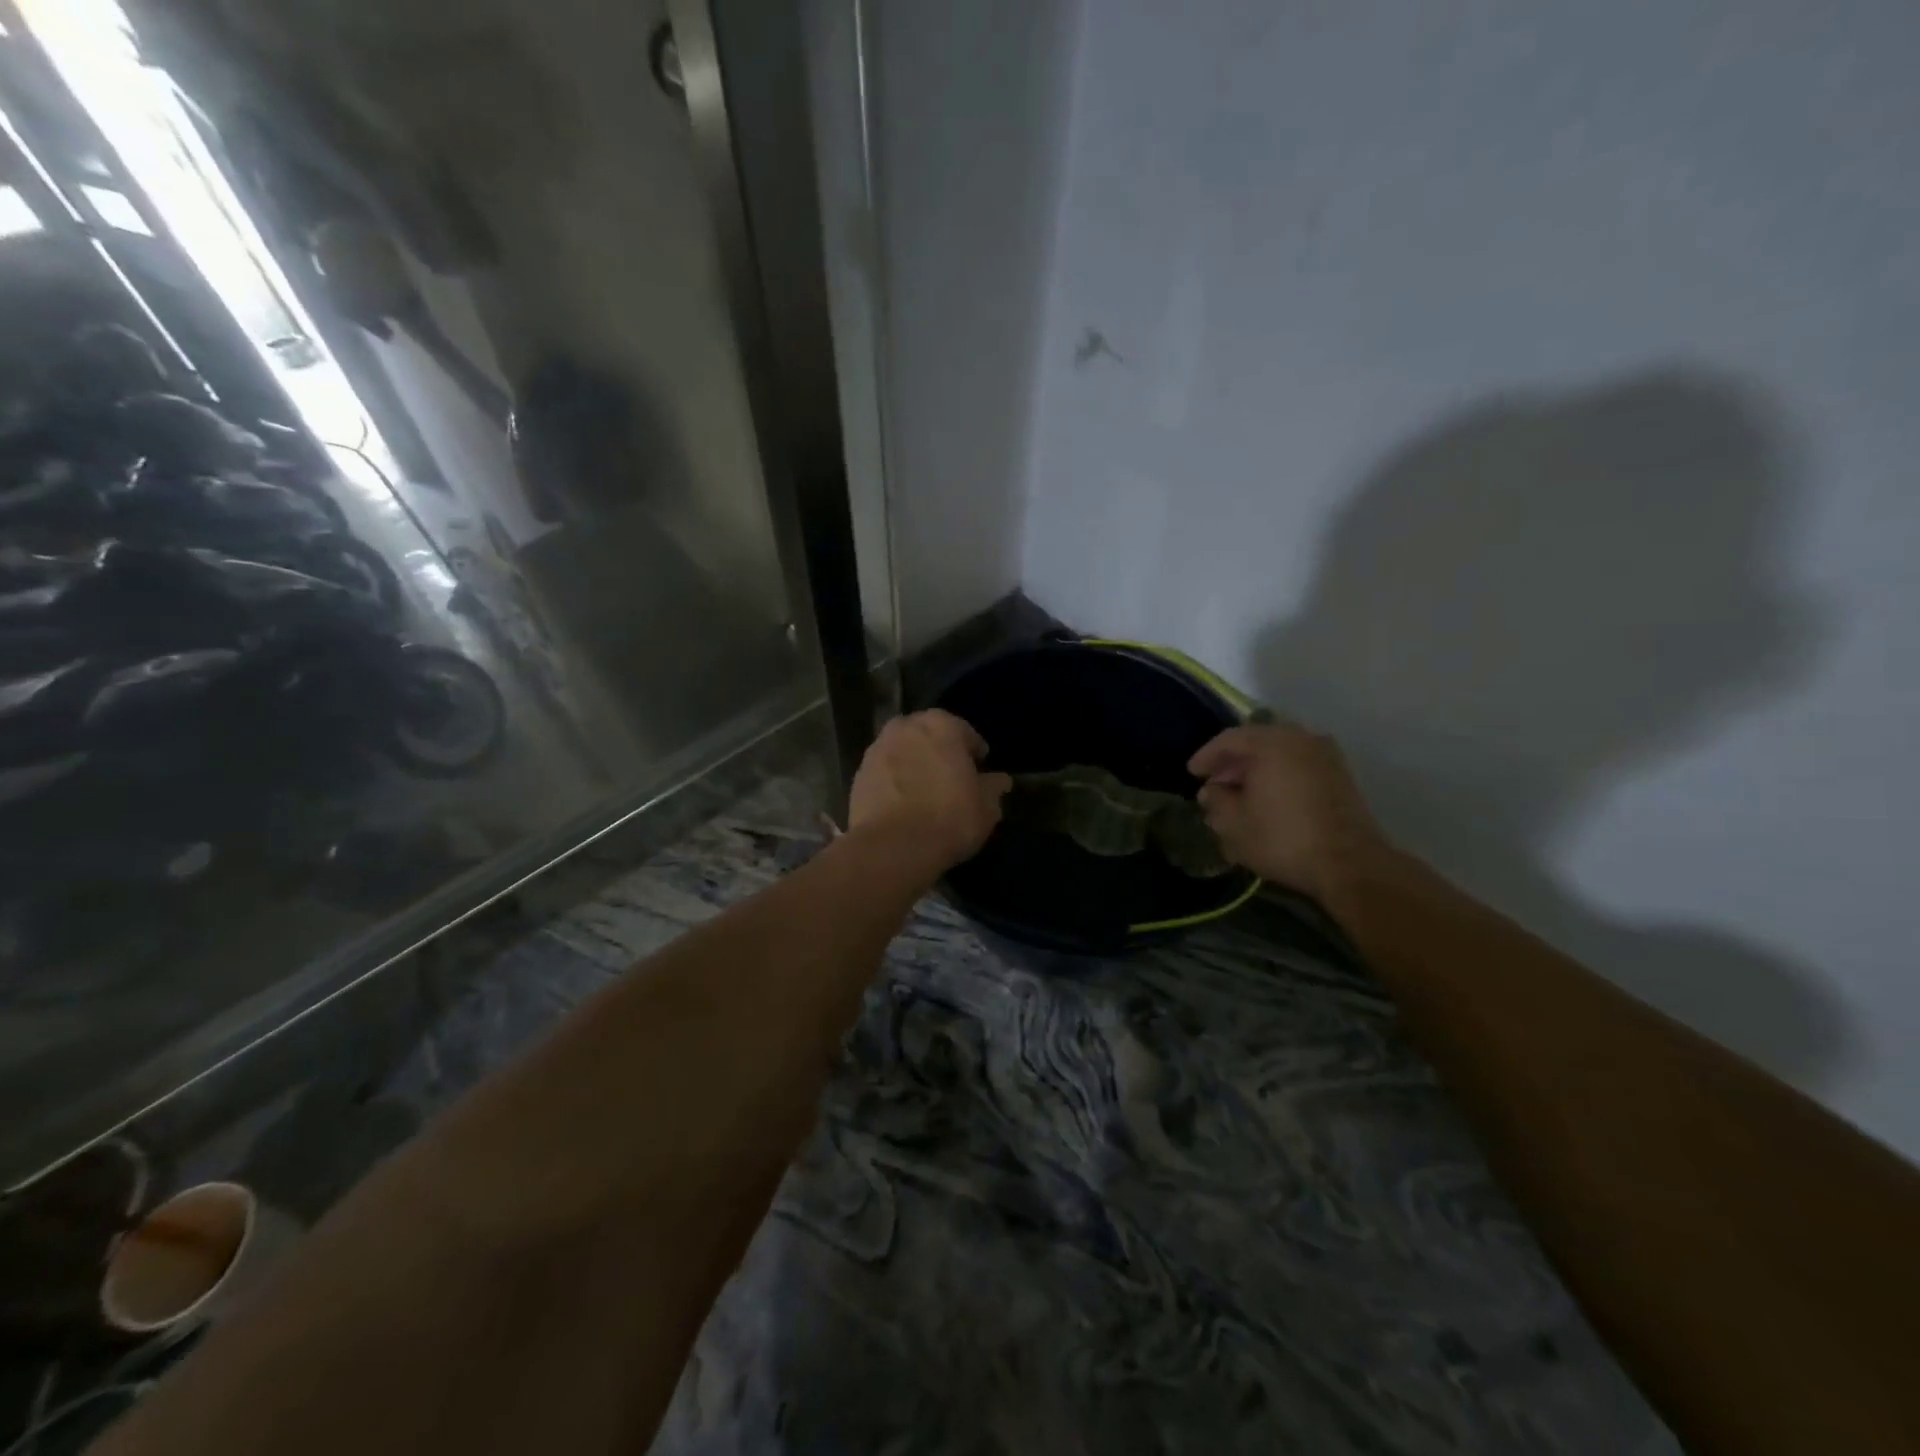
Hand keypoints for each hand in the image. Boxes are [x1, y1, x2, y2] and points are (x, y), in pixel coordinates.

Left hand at [848, 710, 1011, 875]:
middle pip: (927, 735)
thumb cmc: (949, 818)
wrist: (893, 847)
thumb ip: (993, 788)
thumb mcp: (986, 807)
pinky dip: (894, 781)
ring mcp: (877, 750)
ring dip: (913, 764)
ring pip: (902, 751)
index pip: (964, 731)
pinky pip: (884, 773)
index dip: (973, 750)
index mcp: (941, 725)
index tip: (979, 768)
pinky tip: (902, 803)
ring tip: (924, 791)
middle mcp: (905, 728)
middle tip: (950, 776)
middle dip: (938, 751)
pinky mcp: (858, 775)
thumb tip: (999, 781)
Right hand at [1188, 720, 1394, 913]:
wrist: (1349, 863)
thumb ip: (1216, 801)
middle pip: (1256, 742)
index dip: (1206, 756)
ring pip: (1279, 753)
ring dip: (1256, 770)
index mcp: (1271, 743)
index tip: (1193, 774)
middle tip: (1215, 784)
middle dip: (1232, 763)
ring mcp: (1325, 755)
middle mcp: (1300, 739)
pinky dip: (1279, 775)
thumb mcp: (1234, 824)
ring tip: (1240, 794)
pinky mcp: (1340, 775)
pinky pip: (1298, 765)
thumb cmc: (1283, 838)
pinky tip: (1267, 799)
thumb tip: (1213, 791)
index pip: (1229, 740)